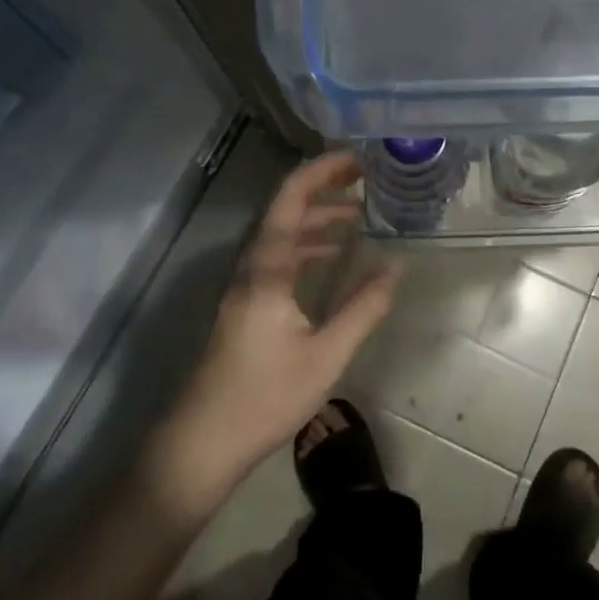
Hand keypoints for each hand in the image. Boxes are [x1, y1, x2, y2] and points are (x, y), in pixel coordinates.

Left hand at [147, 153, 396, 513]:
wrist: (202, 441)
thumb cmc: (264, 396)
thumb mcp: (326, 354)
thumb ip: (363, 308)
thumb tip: (396, 266)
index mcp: (267, 267)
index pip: (291, 198)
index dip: (323, 170)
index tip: (358, 158)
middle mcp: (251, 265)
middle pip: (285, 208)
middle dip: (324, 187)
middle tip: (365, 178)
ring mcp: (244, 284)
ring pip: (281, 233)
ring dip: (316, 217)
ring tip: (358, 215)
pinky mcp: (244, 303)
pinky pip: (278, 256)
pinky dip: (307, 245)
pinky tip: (331, 257)